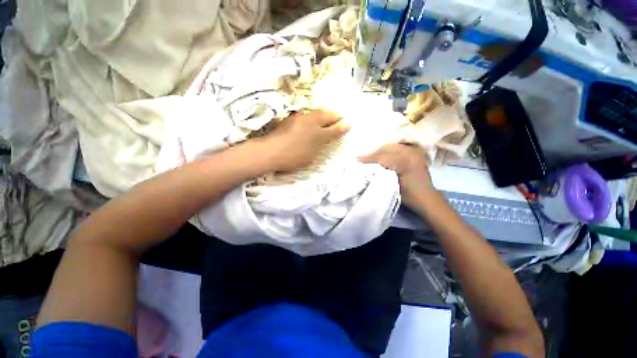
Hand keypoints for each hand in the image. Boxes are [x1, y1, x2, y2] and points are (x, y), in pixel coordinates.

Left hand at [261, 109, 348, 171]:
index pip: (334, 128)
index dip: (342, 126)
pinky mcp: (291, 118)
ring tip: (329, 114)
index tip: (349, 124)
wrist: (271, 151)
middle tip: (340, 115)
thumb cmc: (293, 157)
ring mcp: (300, 118)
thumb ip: (322, 144)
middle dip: (335, 115)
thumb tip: (329, 137)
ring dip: (325, 112)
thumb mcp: (311, 155)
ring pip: (317, 112)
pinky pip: (307, 114)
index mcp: (318, 134)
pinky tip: (313, 117)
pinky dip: (314, 114)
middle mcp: (311, 122)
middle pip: (326, 115)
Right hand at [359, 144, 433, 207]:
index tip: (358, 159)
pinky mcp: (415, 153)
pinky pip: (398, 147)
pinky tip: (382, 155)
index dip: (369, 158)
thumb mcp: (392, 186)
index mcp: (405, 162)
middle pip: (387, 148)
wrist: (427, 198)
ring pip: (392, 146)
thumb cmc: (409, 196)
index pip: (383, 156)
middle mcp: (411, 153)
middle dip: (374, 153)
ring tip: (371, 157)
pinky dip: (389, 150)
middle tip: (363, 158)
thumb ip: (380, 174)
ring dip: (380, 151)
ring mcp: (414, 152)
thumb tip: (367, 168)